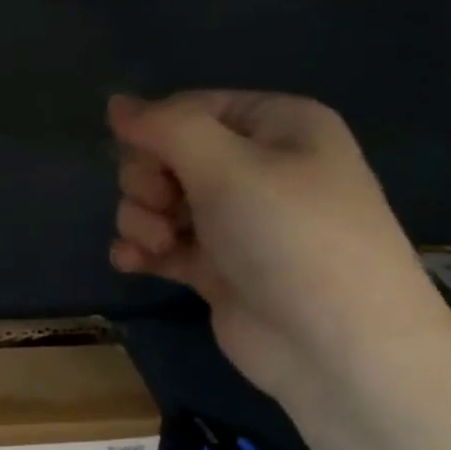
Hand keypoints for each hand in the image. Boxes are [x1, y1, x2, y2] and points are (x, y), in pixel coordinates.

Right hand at [107, 91, 450, 403]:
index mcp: (276, 127)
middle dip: (148, 182)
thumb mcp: (228, 168)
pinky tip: (131, 264)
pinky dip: (141, 251)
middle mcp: (256, 167)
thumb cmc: (291, 238)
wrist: (336, 347)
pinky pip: (160, 243)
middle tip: (165, 207)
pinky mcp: (214, 265)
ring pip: (156, 201)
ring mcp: (233, 220)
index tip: (148, 162)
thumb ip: (165, 128)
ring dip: (142, 221)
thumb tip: (114, 102)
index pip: (190, 109)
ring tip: (158, 245)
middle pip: (166, 156)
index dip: (156, 133)